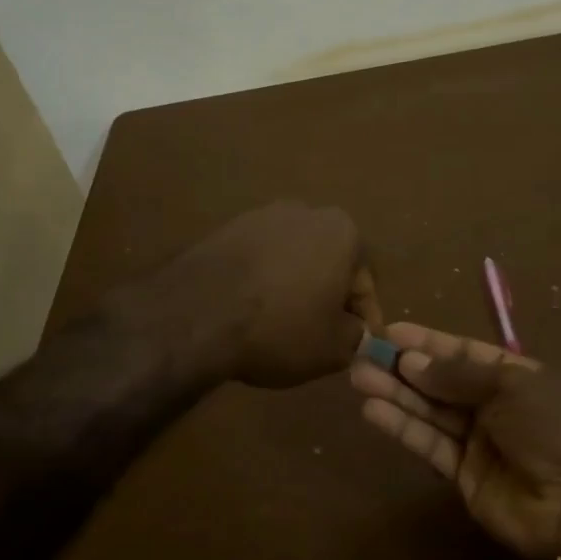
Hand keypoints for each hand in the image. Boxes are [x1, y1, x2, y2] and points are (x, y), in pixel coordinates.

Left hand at [152, 202, 381, 387]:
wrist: (197, 314)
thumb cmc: (280, 328)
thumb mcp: (333, 347)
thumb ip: (356, 336)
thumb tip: (355, 331)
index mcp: (342, 232)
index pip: (363, 284)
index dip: (363, 320)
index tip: (357, 345)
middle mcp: (305, 212)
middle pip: (328, 263)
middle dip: (327, 296)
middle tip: (321, 334)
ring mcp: (260, 216)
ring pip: (291, 259)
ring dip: (294, 287)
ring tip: (282, 325)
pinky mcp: (225, 229)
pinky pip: (257, 260)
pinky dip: (261, 282)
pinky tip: (251, 312)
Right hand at [349, 323, 560, 559]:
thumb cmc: (554, 427)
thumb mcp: (511, 386)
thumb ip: (457, 374)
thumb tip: (410, 361)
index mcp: (513, 375)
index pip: (462, 352)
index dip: (427, 342)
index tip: (390, 332)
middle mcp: (492, 405)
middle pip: (439, 382)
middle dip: (402, 368)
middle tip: (363, 355)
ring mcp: (477, 441)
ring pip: (428, 411)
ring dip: (394, 394)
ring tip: (358, 377)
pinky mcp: (462, 475)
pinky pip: (429, 444)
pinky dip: (402, 428)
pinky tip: (373, 411)